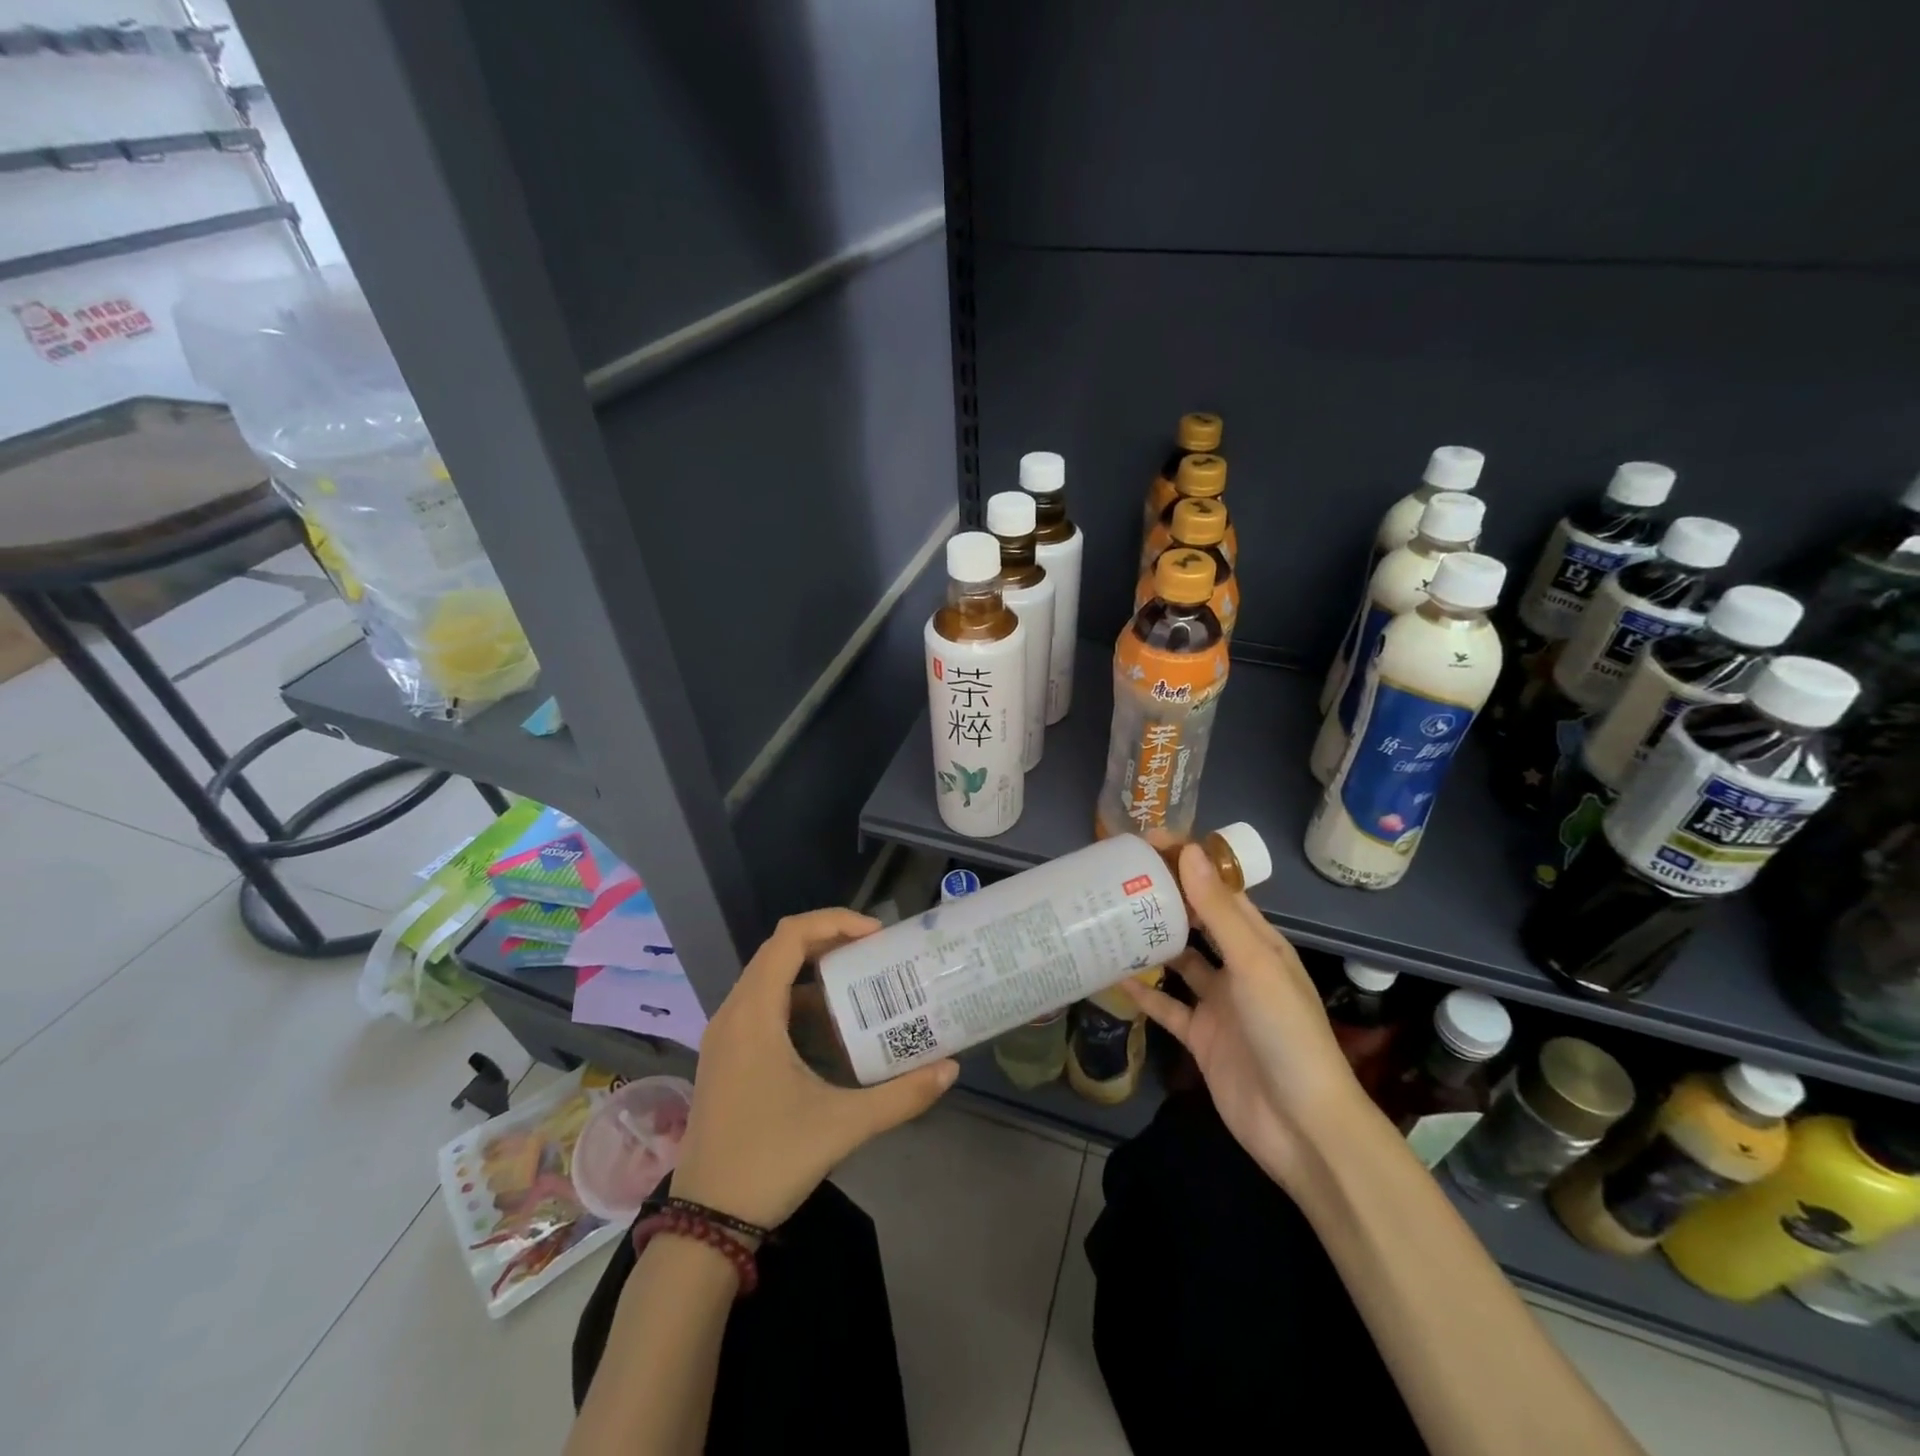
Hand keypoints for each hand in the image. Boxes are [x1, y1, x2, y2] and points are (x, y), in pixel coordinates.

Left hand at [670, 908, 958, 1228]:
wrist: (704, 1224)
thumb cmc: (769, 1162)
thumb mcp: (842, 1126)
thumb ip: (900, 1096)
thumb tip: (950, 1069)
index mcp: (754, 1014)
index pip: (790, 936)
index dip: (834, 922)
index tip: (876, 935)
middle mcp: (733, 1013)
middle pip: (780, 950)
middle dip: (830, 942)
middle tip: (876, 953)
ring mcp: (725, 1036)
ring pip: (770, 978)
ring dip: (814, 972)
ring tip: (861, 985)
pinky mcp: (726, 1056)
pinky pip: (763, 1005)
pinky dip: (798, 1000)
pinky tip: (830, 1029)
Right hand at [1121, 843, 1373, 1186]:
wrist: (1301, 1126)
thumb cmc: (1285, 1032)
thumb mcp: (1254, 964)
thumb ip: (1219, 910)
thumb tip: (1188, 851)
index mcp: (1259, 943)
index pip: (1220, 891)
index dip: (1188, 865)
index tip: (1148, 842)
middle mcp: (1238, 967)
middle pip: (1197, 923)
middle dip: (1165, 900)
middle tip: (1118, 878)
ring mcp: (1219, 1004)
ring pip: (1179, 963)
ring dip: (1151, 944)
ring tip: (1109, 919)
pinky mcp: (1201, 1037)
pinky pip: (1167, 1007)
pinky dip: (1144, 993)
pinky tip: (1114, 976)